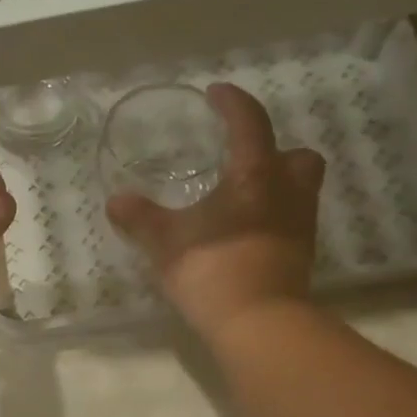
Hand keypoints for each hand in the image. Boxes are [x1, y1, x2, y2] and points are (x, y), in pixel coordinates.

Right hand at [107, 84, 324, 340]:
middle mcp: (287, 192)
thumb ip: (141, 219)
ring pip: (299, 189)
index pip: (249, 123)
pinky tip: (244, 235)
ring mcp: (300, 225)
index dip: (232, 103)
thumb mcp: (165, 242)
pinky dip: (271, 219)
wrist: (257, 322)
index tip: (216, 94)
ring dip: (276, 186)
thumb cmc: (212, 269)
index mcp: (255, 174)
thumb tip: (116, 201)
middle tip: (243, 162)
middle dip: (274, 151)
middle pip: (296, 155)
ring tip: (241, 200)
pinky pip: (291, 222)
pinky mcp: (300, 256)